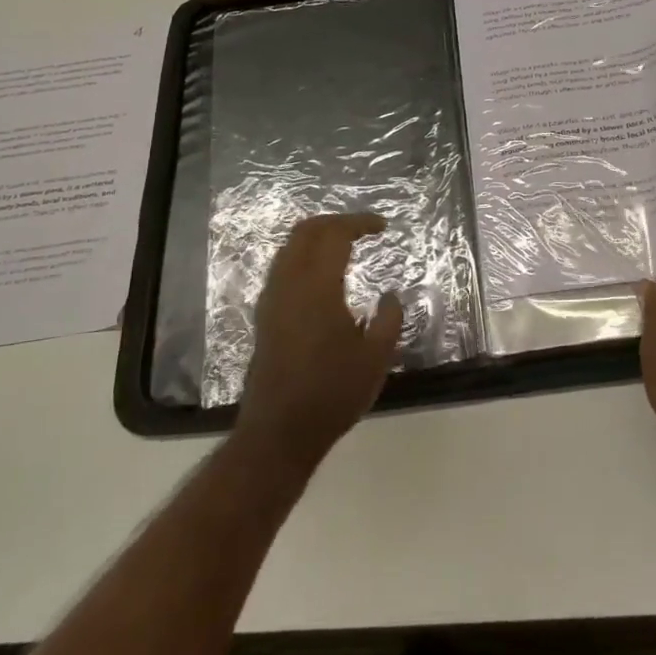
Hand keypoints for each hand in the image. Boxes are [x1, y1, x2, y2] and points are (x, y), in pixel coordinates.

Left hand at [237, 212, 403, 474]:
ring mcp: (271, 300)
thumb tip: (390, 296)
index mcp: (317, 287)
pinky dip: (303, 257)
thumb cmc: (332, 394)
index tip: (383, 226)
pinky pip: (282, 268)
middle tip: (363, 229)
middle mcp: (289, 285)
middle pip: (306, 232)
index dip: (359, 223)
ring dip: (317, 238)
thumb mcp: (376, 358)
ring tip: (344, 246)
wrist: (279, 433)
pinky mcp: (264, 317)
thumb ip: (388, 319)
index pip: (335, 235)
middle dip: (335, 222)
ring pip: (289, 248)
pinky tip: (322, 276)